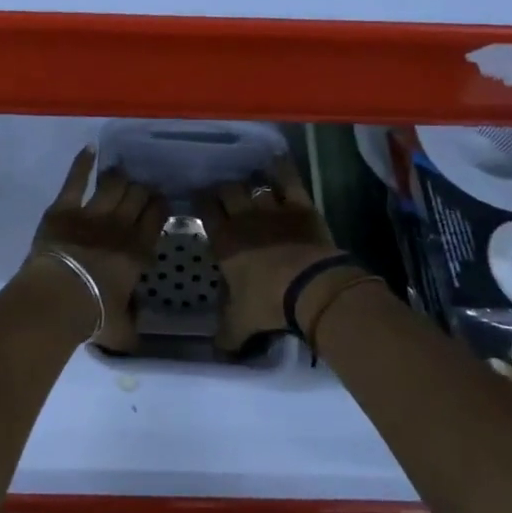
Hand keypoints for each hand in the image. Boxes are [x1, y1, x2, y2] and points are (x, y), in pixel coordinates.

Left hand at [29, 148, 166, 351]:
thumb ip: (132, 327)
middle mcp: (121, 225)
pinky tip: (89, 150)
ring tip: (121, 175)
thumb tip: (138, 339)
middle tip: (140, 191)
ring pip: (114, 184)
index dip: (160, 206)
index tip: (160, 202)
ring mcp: (91, 213)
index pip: (157, 217)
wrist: (56, 299)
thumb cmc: (92, 315)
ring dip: (119, 178)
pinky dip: (82, 163)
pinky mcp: (63, 208)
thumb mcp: (122, 329)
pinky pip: (75, 180)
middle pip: (138, 195)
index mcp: (138, 251)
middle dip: (142, 190)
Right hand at [196, 155, 342, 353]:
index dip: (201, 202)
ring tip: (249, 182)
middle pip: (228, 191)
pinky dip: (282, 169)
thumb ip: (226, 334)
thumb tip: (217, 350)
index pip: (206, 211)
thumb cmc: (269, 302)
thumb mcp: (241, 324)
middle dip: (223, 189)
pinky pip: (288, 180)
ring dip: (251, 182)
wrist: (311, 288)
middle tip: (223, 192)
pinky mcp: (300, 206)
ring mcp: (273, 209)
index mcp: (224, 241)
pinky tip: (277, 161)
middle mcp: (244, 218)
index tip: (200, 199)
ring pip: (255, 185)